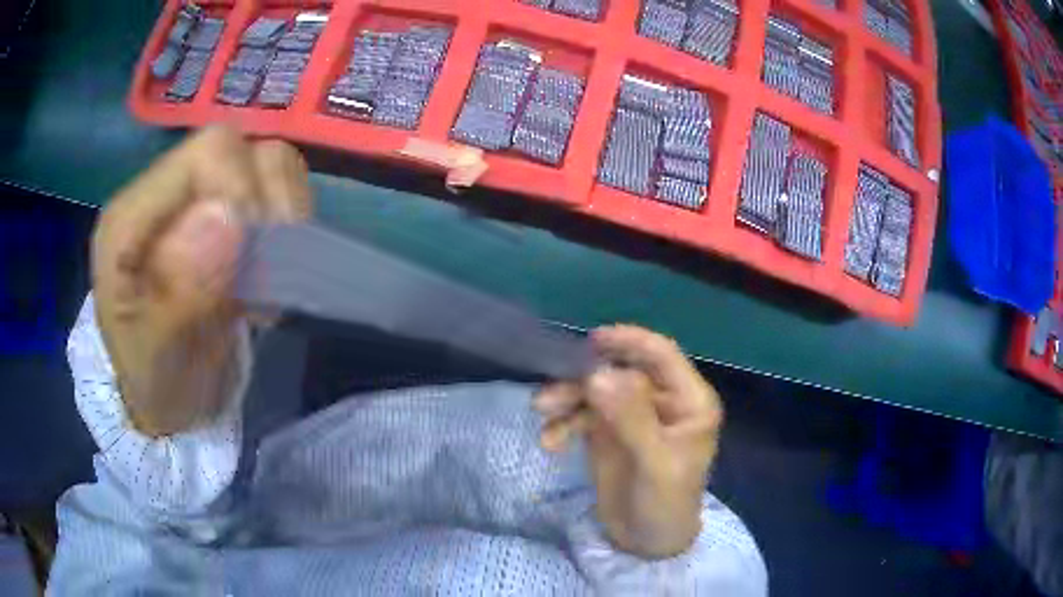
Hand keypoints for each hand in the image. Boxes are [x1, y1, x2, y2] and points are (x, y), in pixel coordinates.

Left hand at [92, 127, 311, 436]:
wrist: (170, 395)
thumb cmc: (159, 381)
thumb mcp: (159, 357)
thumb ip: (181, 293)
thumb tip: (231, 216)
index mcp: (131, 217)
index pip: (207, 152)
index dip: (245, 193)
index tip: (258, 262)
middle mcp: (163, 193)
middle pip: (238, 146)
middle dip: (267, 205)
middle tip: (266, 272)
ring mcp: (196, 200)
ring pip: (264, 161)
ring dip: (282, 214)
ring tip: (269, 272)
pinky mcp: (224, 214)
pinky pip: (276, 189)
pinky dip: (287, 223)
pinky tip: (271, 266)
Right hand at [534, 325, 722, 558]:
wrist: (647, 544)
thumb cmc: (666, 504)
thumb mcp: (654, 463)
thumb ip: (630, 419)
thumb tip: (598, 375)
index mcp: (689, 401)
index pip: (661, 356)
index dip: (629, 341)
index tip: (592, 340)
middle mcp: (661, 401)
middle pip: (620, 373)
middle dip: (585, 380)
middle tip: (550, 393)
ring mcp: (633, 416)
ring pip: (598, 392)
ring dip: (568, 399)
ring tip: (542, 413)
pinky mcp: (609, 433)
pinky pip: (583, 415)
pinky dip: (565, 423)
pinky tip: (550, 441)